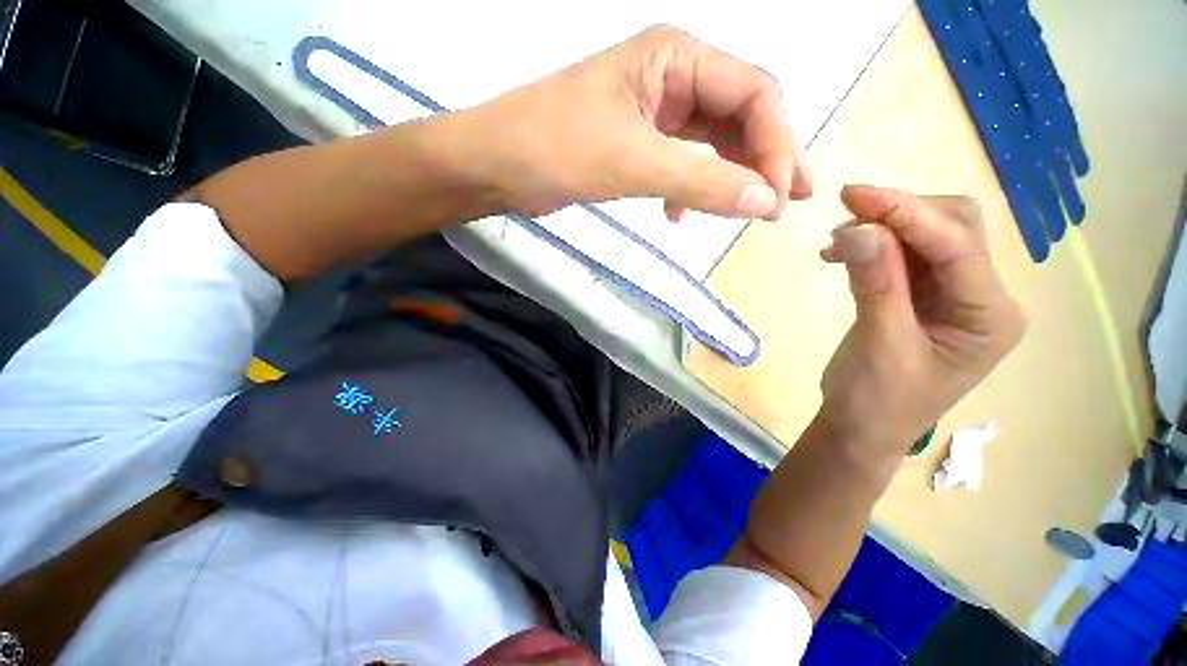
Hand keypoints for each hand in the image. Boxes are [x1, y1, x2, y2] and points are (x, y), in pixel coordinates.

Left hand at [471, 25, 810, 219]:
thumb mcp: (634, 163)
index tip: (782, 198)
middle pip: (739, 116)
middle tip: (783, 205)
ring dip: (730, 178)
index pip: (753, 94)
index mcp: (675, 58)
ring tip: (743, 212)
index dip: (775, 145)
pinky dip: (691, 189)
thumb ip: (702, 183)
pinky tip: (680, 216)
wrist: (495, 165)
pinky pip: (682, 163)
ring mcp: (653, 112)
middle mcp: (671, 77)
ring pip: (712, 143)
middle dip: (762, 160)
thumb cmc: (555, 149)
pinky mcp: (636, 144)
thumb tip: (766, 202)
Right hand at [817, 185, 1024, 462]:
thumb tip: (860, 229)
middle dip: (901, 214)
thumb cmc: (877, 401)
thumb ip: (876, 285)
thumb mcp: (879, 346)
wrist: (860, 426)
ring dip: (880, 228)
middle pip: (953, 228)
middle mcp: (981, 296)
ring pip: (925, 236)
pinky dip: (870, 246)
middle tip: (846, 213)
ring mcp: (951, 293)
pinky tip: (839, 252)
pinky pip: (900, 254)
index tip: (856, 195)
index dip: (909, 215)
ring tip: (835, 242)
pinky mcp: (920, 294)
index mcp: (989, 316)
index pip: (958, 248)